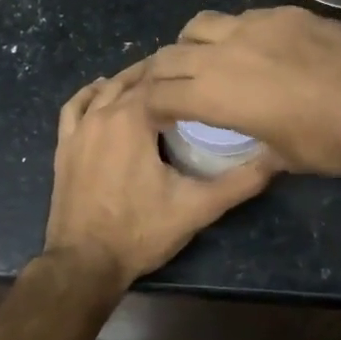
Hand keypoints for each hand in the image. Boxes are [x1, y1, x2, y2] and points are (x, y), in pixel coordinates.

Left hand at [42, 64, 276, 289]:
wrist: (84, 264)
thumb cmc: (140, 231)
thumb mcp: (197, 207)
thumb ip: (239, 182)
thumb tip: (276, 160)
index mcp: (134, 118)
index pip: (164, 82)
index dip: (186, 77)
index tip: (207, 77)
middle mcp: (104, 114)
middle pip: (134, 81)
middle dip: (160, 76)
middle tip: (188, 79)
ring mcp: (79, 129)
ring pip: (105, 90)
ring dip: (128, 82)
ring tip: (154, 83)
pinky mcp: (64, 146)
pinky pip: (74, 107)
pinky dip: (90, 94)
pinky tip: (102, 92)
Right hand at [140, 8, 340, 176]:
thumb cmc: (329, 142)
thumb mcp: (283, 157)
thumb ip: (254, 145)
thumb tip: (253, 142)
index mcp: (216, 95)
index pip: (161, 94)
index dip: (152, 106)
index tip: (158, 114)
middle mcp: (225, 53)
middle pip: (171, 55)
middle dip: (162, 73)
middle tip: (171, 86)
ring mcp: (255, 26)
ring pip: (201, 25)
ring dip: (192, 44)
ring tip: (205, 58)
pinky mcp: (284, 13)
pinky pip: (243, 17)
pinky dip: (234, 33)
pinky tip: (255, 47)